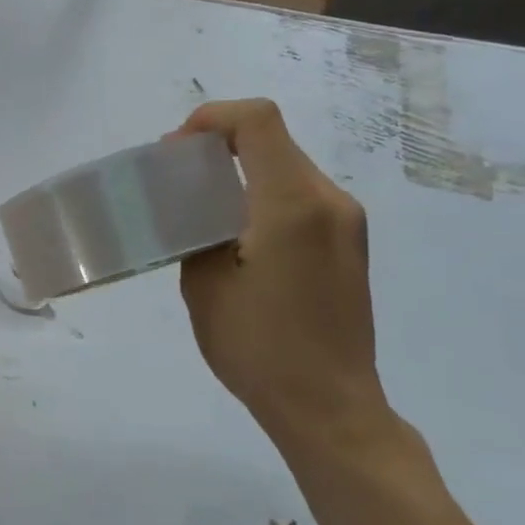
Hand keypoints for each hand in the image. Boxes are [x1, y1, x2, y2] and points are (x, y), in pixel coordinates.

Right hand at [173, 100, 386, 441]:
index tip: (175, 151)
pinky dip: (262, 197)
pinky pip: (301, 197)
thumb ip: (197, 231)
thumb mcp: (204, 285)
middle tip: (176, 180)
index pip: (257, 122)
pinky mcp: (348, 245)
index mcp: (292, 205)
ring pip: (287, 168)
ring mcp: (346, 223)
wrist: (328, 406)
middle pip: (272, 141)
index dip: (211, 118)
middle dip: (219, 146)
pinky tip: (236, 237)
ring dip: (241, 172)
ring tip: (201, 210)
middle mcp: (329, 201)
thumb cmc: (258, 348)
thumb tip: (196, 210)